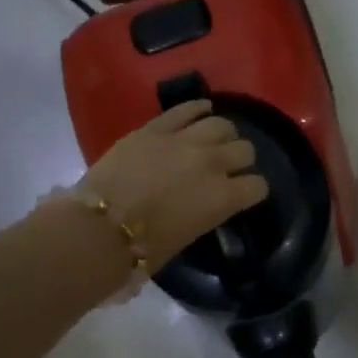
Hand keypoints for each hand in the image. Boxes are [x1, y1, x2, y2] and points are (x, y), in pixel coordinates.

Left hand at [82, 101, 269, 270]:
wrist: (100, 228)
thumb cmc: (144, 248)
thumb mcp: (188, 237)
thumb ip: (206, 213)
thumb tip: (206, 205)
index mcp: (224, 198)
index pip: (257, 186)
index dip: (252, 191)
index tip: (244, 194)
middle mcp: (212, 163)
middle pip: (245, 150)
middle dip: (241, 160)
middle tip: (228, 167)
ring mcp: (184, 140)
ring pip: (222, 125)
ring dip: (223, 134)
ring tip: (215, 140)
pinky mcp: (156, 128)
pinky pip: (186, 109)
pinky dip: (198, 109)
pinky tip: (202, 110)